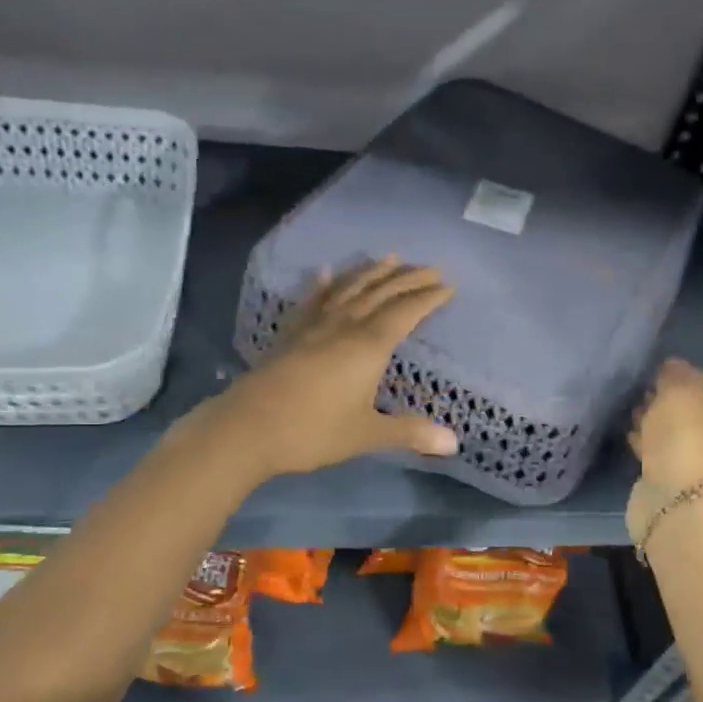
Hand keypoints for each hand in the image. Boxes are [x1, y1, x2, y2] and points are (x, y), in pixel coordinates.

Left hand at [207, 258, 458, 477]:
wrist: (248, 428)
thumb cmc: (313, 431)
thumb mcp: (366, 434)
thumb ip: (409, 433)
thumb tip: (454, 444)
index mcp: (368, 346)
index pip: (405, 312)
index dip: (428, 298)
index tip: (448, 285)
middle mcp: (343, 327)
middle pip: (380, 293)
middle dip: (407, 279)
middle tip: (430, 267)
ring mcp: (313, 327)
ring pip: (347, 289)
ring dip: (370, 272)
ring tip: (388, 257)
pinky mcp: (289, 335)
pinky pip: (311, 302)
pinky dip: (322, 285)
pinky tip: (324, 272)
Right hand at [629, 357, 702, 494]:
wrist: (673, 500)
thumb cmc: (683, 439)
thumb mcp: (678, 394)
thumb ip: (674, 375)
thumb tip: (670, 365)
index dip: (682, 375)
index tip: (656, 371)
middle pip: (688, 408)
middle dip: (664, 398)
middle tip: (640, 389)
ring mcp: (692, 458)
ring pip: (669, 430)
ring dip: (651, 419)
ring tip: (628, 408)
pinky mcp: (668, 475)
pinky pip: (653, 449)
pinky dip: (642, 440)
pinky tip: (627, 432)